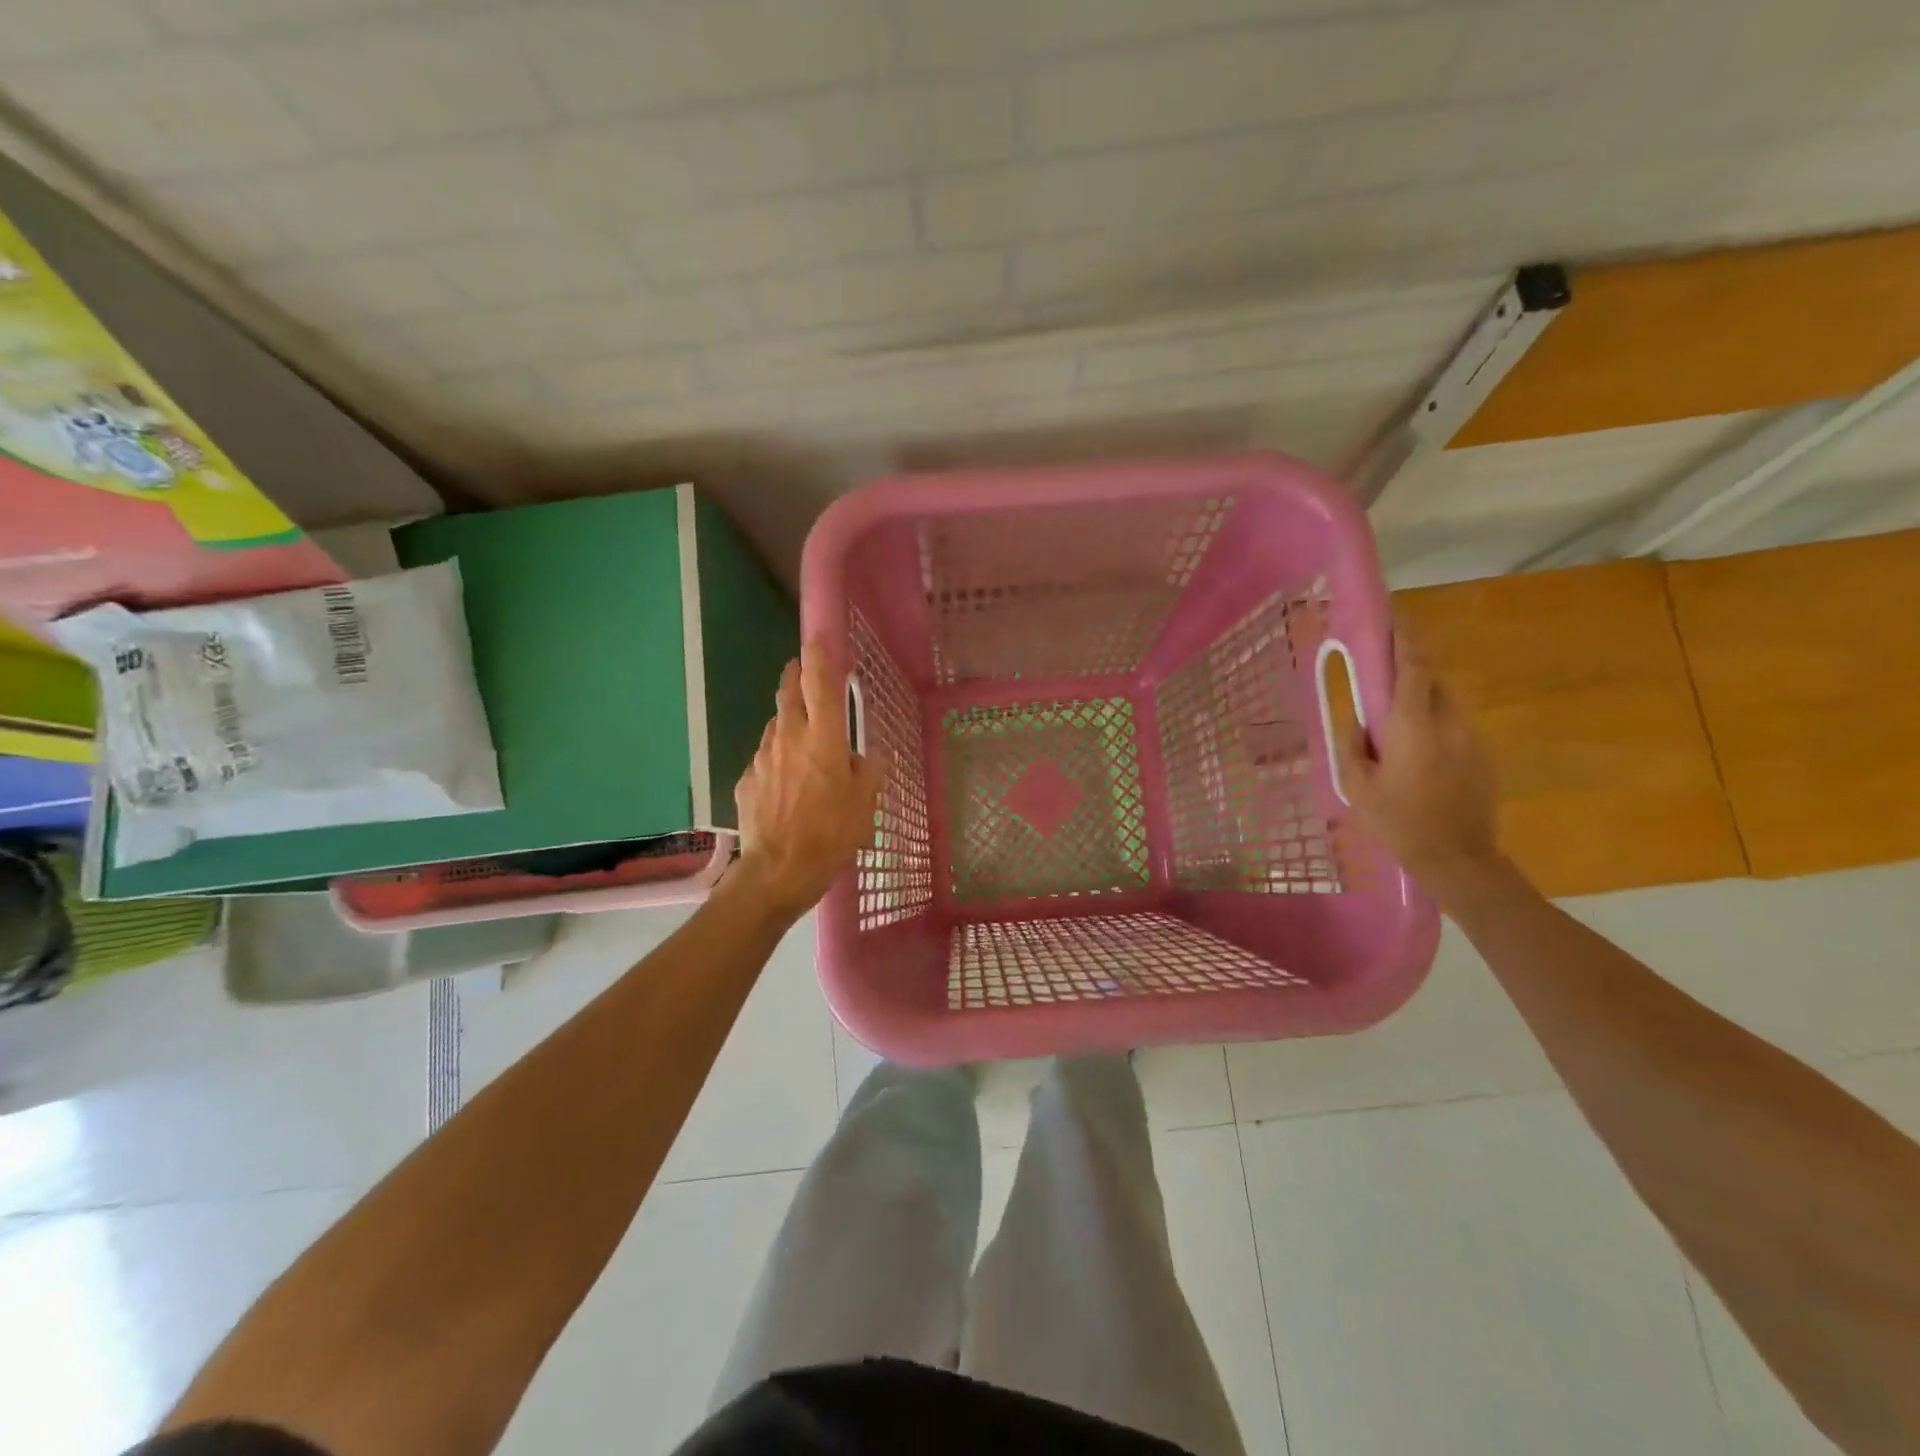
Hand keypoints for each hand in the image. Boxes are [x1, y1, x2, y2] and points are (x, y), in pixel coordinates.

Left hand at [730, 639, 885, 918]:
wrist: (777, 871)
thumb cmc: (830, 834)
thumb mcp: (864, 804)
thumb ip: (869, 772)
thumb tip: (869, 757)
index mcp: (823, 738)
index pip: (819, 682)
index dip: (819, 655)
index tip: (818, 636)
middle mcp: (788, 738)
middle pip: (788, 694)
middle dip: (794, 676)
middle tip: (801, 670)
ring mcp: (762, 758)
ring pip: (775, 726)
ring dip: (787, 722)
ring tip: (801, 739)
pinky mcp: (746, 780)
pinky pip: (765, 758)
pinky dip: (777, 759)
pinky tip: (786, 783)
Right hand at [1334, 632, 1501, 895]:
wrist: (1458, 859)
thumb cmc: (1398, 821)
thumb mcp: (1356, 785)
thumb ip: (1352, 744)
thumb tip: (1357, 719)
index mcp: (1413, 725)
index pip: (1414, 667)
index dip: (1405, 639)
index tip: (1394, 619)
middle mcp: (1449, 722)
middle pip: (1432, 680)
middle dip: (1410, 670)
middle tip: (1383, 678)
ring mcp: (1472, 739)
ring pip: (1445, 703)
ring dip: (1421, 701)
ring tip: (1397, 725)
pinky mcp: (1483, 756)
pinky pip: (1455, 727)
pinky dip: (1435, 726)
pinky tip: (1418, 756)